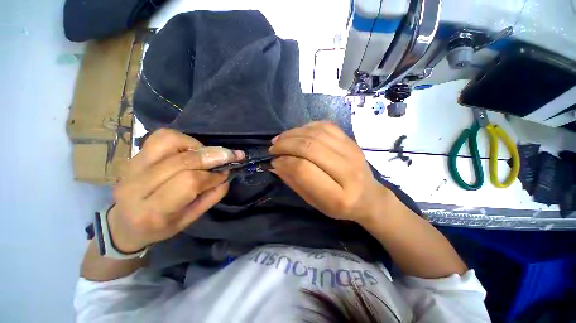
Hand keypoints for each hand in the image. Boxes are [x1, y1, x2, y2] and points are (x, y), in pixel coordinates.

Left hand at [107, 129, 243, 252]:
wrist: (124, 223)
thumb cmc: (160, 227)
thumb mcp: (190, 219)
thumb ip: (211, 197)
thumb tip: (226, 174)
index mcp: (152, 210)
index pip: (188, 183)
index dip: (212, 176)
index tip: (226, 173)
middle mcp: (136, 185)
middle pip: (181, 161)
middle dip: (212, 155)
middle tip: (231, 155)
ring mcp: (131, 166)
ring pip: (167, 141)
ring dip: (196, 145)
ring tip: (208, 154)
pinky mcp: (133, 156)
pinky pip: (160, 137)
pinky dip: (183, 139)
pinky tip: (193, 149)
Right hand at [269, 121, 390, 222]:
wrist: (369, 197)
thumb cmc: (340, 206)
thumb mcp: (314, 202)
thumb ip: (295, 183)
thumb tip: (276, 164)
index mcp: (338, 196)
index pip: (304, 170)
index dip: (285, 162)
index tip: (274, 161)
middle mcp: (348, 171)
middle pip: (310, 148)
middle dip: (286, 145)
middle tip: (273, 148)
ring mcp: (352, 152)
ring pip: (316, 133)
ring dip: (293, 133)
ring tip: (280, 139)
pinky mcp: (351, 141)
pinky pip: (326, 126)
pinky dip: (307, 127)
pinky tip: (297, 133)